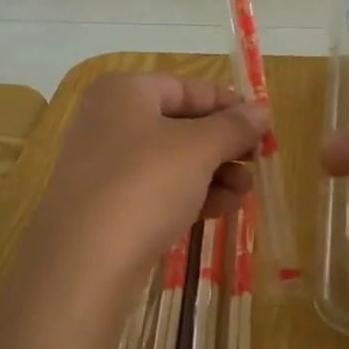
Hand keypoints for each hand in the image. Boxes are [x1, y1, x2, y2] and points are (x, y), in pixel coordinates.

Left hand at [40, 73, 268, 277]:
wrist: (85, 260)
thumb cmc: (144, 184)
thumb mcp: (198, 149)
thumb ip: (234, 126)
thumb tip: (261, 110)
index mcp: (124, 93)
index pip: (187, 88)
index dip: (228, 105)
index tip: (264, 126)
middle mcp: (110, 122)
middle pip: (180, 125)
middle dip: (223, 145)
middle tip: (258, 163)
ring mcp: (105, 166)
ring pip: (172, 161)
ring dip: (213, 173)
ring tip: (245, 192)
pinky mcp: (108, 205)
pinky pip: (157, 190)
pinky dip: (190, 195)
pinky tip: (222, 210)